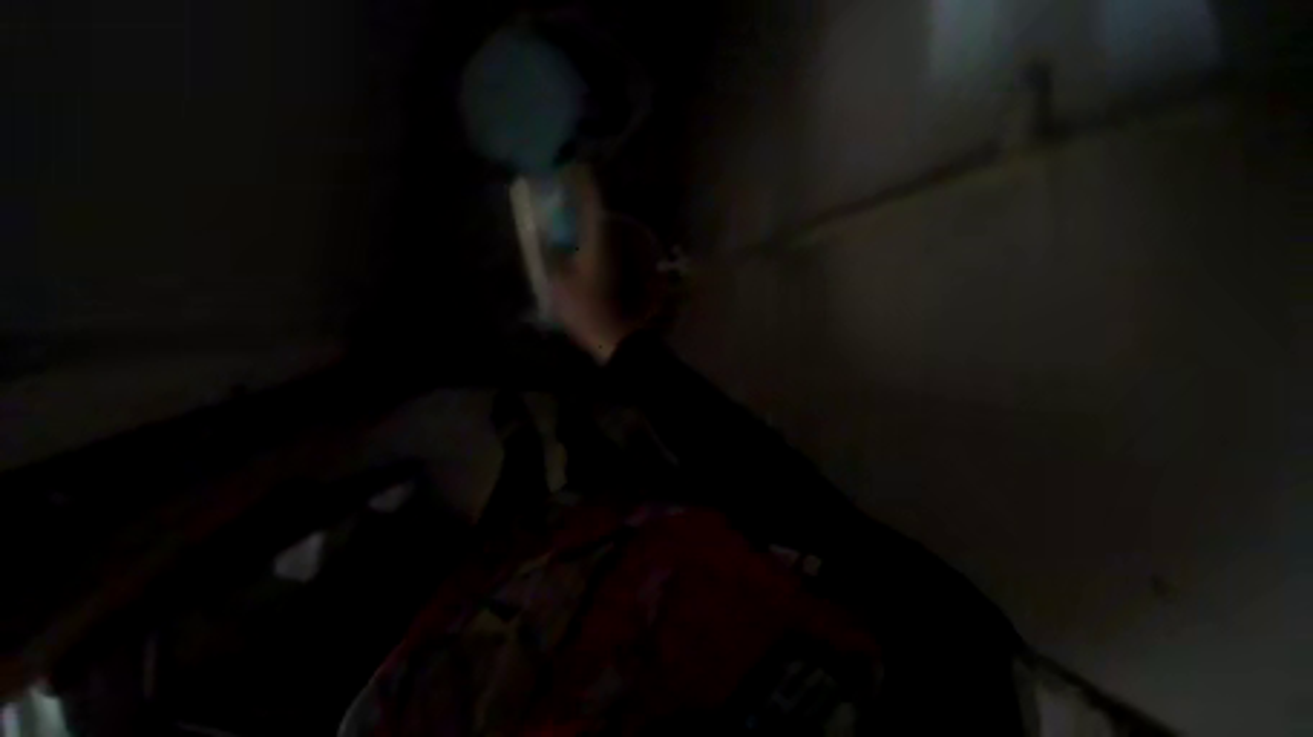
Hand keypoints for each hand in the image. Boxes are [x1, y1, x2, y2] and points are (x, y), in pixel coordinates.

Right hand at [548, 165, 633, 363]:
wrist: (611, 334)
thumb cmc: (584, 308)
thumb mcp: (557, 280)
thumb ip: (549, 254)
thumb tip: (544, 236)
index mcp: (597, 240)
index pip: (593, 201)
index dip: (582, 181)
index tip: (570, 167)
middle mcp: (611, 244)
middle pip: (597, 212)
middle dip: (581, 197)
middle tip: (561, 189)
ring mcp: (615, 258)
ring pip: (599, 229)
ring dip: (583, 217)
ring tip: (563, 211)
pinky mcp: (613, 271)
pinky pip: (599, 243)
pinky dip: (586, 235)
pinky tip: (573, 240)